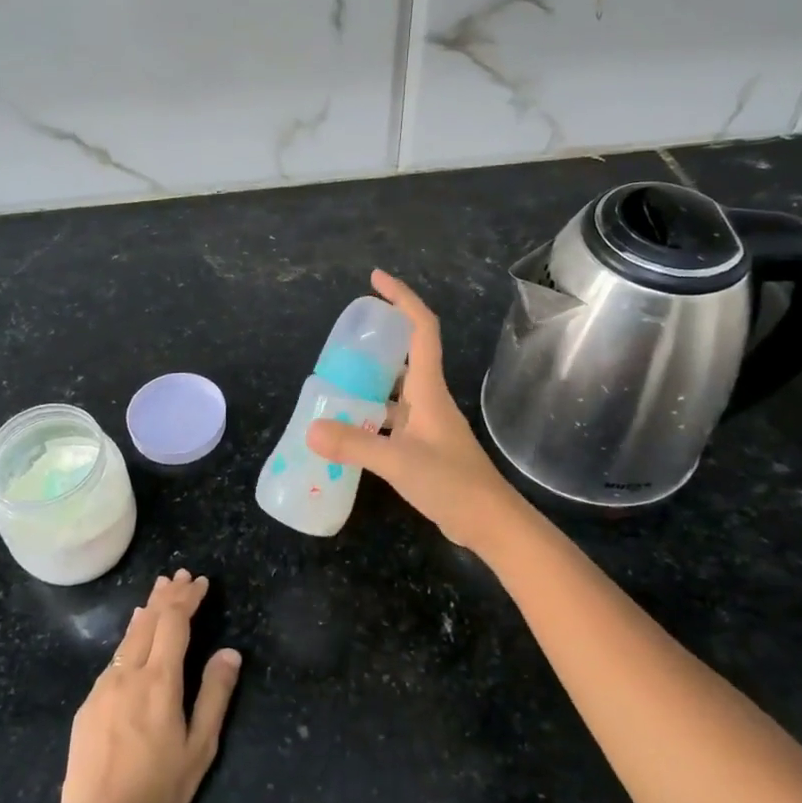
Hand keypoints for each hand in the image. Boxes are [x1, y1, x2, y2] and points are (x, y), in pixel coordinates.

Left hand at [57, 571, 240, 802]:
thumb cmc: (160, 791)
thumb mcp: (200, 747)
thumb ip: (215, 694)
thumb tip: (230, 652)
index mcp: (159, 681)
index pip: (174, 622)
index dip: (188, 598)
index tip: (201, 582)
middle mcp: (128, 675)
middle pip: (148, 621)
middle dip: (166, 595)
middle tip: (180, 575)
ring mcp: (103, 689)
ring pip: (128, 638)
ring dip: (146, 611)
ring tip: (158, 593)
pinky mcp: (87, 707)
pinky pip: (113, 660)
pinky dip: (129, 638)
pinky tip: (132, 638)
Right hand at [307, 270, 516, 549]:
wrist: (490, 523)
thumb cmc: (452, 483)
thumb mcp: (398, 462)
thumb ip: (355, 444)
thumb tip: (311, 428)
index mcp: (428, 389)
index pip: (420, 328)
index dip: (401, 298)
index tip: (375, 279)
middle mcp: (427, 399)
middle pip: (405, 354)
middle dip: (377, 339)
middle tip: (341, 338)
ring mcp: (426, 423)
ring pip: (394, 389)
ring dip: (368, 381)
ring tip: (333, 381)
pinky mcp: (422, 446)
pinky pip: (390, 418)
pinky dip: (368, 416)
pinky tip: (346, 428)